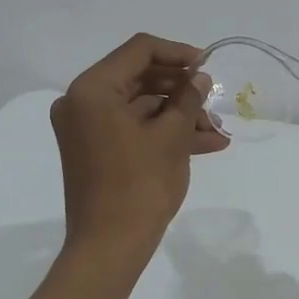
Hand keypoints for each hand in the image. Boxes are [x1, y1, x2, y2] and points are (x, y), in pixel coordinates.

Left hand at [51, 34, 229, 258]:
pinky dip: (163, 133)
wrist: (109, 247)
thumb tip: (200, 78)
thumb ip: (187, 98)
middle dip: (181, 90)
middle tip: (214, 102)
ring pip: (139, 106)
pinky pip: (132, 128)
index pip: (139, 50)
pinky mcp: (95, 150)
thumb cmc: (139, 186)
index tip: (208, 67)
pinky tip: (205, 143)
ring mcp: (85, 128)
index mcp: (92, 89)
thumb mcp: (172, 137)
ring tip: (217, 132)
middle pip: (139, 78)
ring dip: (178, 115)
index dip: (178, 54)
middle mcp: (81, 101)